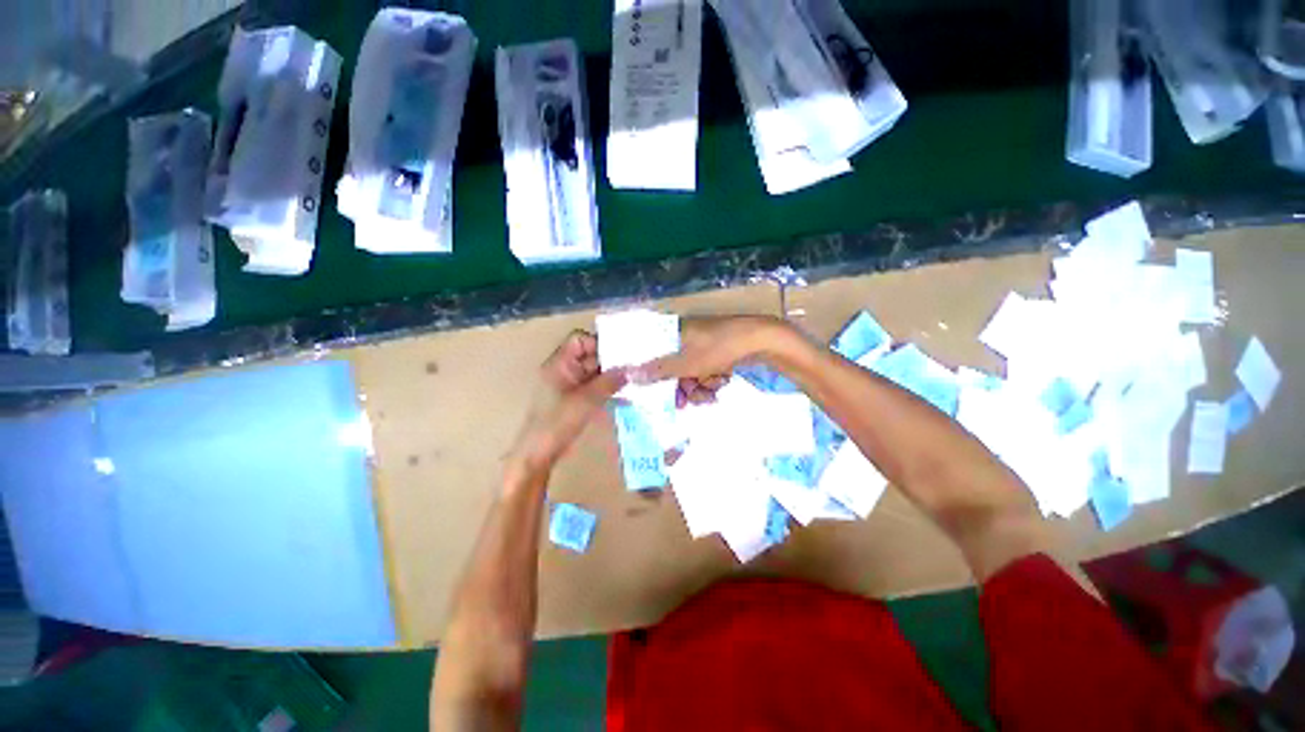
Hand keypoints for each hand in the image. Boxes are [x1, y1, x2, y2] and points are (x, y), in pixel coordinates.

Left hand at [509, 331, 626, 473]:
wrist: (539, 454)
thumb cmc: (557, 422)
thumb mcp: (586, 400)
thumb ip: (609, 382)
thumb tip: (630, 369)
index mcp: (559, 364)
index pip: (579, 340)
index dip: (598, 343)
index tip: (620, 352)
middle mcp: (564, 371)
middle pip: (590, 356)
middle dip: (611, 361)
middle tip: (635, 365)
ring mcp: (570, 386)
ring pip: (595, 373)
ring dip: (612, 377)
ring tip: (635, 380)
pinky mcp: (576, 401)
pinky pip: (595, 388)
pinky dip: (608, 390)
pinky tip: (626, 396)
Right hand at [631, 316, 786, 405]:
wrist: (758, 339)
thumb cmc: (717, 348)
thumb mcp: (685, 363)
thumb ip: (657, 371)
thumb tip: (630, 375)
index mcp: (671, 333)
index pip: (651, 355)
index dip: (652, 377)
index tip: (656, 394)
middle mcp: (683, 336)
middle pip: (672, 368)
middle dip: (681, 387)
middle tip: (686, 404)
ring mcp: (700, 344)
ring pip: (689, 372)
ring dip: (698, 387)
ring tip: (711, 393)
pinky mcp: (714, 350)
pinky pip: (704, 370)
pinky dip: (710, 379)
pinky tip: (721, 381)